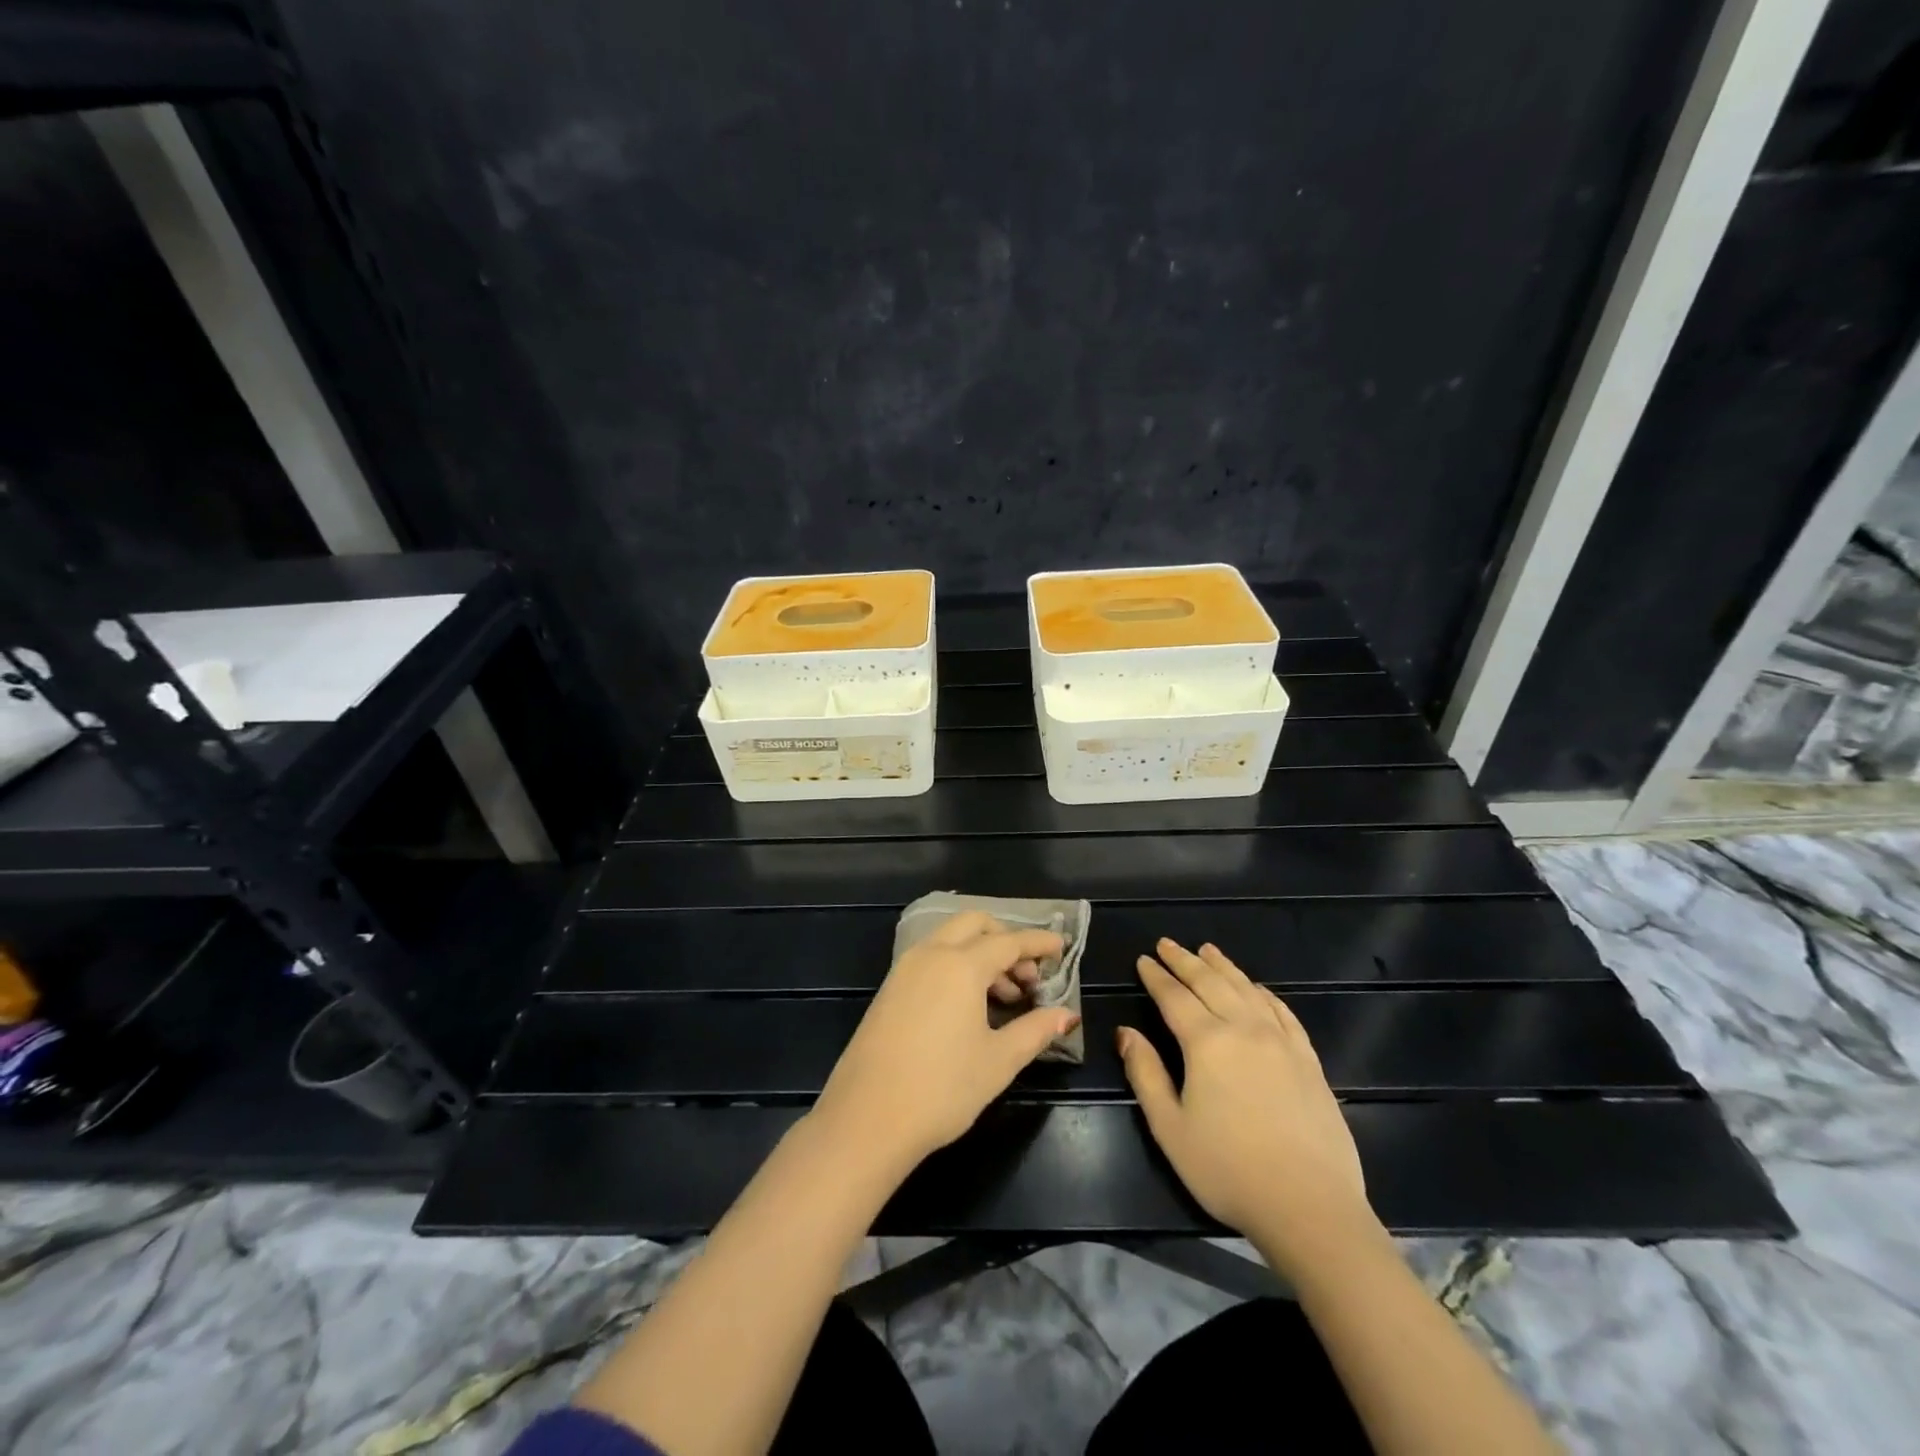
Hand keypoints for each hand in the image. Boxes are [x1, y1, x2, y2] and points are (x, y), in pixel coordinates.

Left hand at [811, 912, 1078, 1173]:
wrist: (867, 1118)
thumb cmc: (942, 1089)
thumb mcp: (999, 1061)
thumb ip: (1036, 1030)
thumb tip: (1068, 1014)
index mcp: (961, 965)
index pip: (1009, 941)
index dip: (1038, 943)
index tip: (1061, 946)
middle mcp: (931, 954)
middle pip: (974, 925)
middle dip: (1006, 940)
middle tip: (1028, 977)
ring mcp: (905, 969)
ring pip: (950, 940)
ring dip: (981, 954)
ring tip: (1005, 998)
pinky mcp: (889, 988)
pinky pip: (931, 959)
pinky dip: (957, 965)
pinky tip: (970, 1006)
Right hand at [1118, 939, 1370, 1255]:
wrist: (1310, 1207)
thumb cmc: (1228, 1170)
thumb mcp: (1170, 1127)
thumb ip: (1145, 1074)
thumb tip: (1125, 1033)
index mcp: (1206, 1042)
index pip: (1174, 997)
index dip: (1156, 976)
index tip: (1144, 959)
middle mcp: (1244, 1029)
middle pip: (1210, 983)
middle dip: (1185, 960)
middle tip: (1167, 944)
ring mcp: (1281, 1042)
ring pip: (1247, 990)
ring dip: (1224, 967)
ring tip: (1208, 950)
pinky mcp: (1309, 1060)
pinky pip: (1283, 1013)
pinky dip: (1265, 994)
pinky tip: (1258, 989)